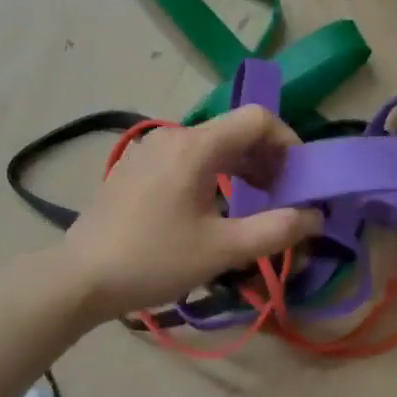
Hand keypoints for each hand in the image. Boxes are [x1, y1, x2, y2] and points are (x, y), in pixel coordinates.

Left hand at [60, 106, 321, 319]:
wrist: (80, 278)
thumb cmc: (155, 260)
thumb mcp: (223, 250)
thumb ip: (277, 230)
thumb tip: (316, 216)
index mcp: (195, 146)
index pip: (257, 118)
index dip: (289, 143)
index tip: (299, 180)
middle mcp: (173, 135)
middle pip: (235, 130)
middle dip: (268, 159)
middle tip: (282, 197)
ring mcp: (150, 149)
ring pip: (211, 145)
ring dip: (242, 167)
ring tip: (253, 204)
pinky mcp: (136, 167)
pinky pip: (187, 157)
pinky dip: (213, 173)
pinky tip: (212, 208)